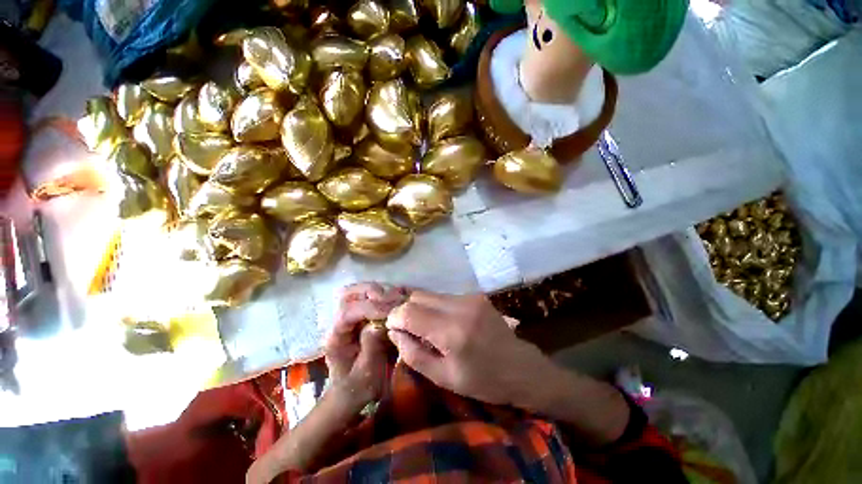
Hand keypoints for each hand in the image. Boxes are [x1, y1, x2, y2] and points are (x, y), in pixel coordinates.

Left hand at [324, 283, 405, 406]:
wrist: (353, 393)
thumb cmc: (358, 388)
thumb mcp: (366, 375)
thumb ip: (371, 349)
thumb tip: (380, 323)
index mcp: (335, 338)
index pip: (347, 313)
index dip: (370, 308)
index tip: (392, 311)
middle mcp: (339, 322)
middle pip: (349, 294)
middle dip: (372, 292)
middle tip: (395, 299)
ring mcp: (350, 316)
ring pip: (359, 291)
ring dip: (379, 290)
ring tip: (398, 299)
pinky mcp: (361, 315)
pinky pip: (370, 296)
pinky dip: (384, 293)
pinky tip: (397, 300)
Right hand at [385, 291, 555, 406]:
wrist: (521, 368)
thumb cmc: (482, 381)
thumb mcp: (443, 377)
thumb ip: (413, 353)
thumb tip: (394, 331)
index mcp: (452, 332)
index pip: (409, 312)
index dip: (394, 317)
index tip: (391, 327)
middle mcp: (460, 307)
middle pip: (418, 296)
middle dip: (406, 309)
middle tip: (406, 327)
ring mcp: (470, 297)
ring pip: (430, 294)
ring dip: (421, 307)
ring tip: (424, 325)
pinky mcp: (475, 295)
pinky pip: (445, 296)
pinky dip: (436, 306)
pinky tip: (442, 321)